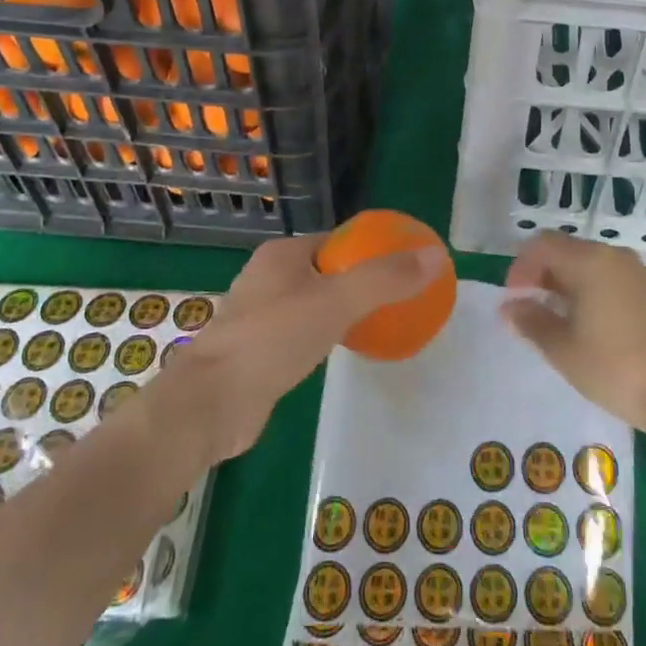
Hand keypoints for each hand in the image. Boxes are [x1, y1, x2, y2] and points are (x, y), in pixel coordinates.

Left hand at [164, 232, 449, 460]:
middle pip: (327, 270)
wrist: (210, 404)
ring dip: (341, 311)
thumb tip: (435, 256)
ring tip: (377, 324)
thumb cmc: (273, 339)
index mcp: (283, 253)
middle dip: (359, 282)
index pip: (338, 241)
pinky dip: (322, 336)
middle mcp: (268, 276)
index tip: (403, 268)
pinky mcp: (255, 350)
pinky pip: (300, 332)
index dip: (371, 250)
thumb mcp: (337, 302)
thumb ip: (385, 279)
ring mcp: (258, 314)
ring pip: (312, 302)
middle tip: (396, 300)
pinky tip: (339, 352)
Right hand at [501, 232, 645, 436]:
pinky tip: (584, 324)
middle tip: (528, 310)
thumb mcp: (562, 348)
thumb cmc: (613, 367)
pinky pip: (606, 276)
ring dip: (563, 283)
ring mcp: (634, 271)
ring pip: (586, 263)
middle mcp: (612, 255)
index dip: (520, 267)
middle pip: (565, 250)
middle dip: (540, 275)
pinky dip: (586, 290)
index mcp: (589, 260)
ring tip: (553, 320)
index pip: (542, 245)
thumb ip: (531, 321)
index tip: (513, 300)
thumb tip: (509, 307)